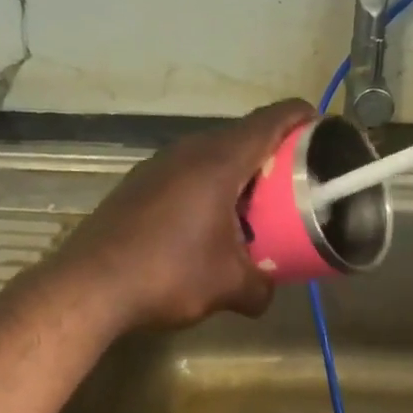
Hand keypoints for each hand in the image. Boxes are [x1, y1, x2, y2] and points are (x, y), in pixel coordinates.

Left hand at [53, 99, 316, 331]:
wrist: (89, 286)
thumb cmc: (168, 275)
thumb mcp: (228, 287)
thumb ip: (260, 287)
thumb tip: (267, 293)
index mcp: (218, 161)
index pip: (272, 120)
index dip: (302, 119)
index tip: (323, 132)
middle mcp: (187, 151)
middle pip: (242, 135)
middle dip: (273, 154)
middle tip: (293, 184)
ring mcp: (157, 165)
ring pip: (210, 155)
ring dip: (236, 174)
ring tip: (252, 207)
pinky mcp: (136, 184)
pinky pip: (184, 173)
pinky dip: (206, 187)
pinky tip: (205, 224)